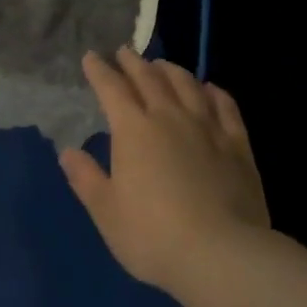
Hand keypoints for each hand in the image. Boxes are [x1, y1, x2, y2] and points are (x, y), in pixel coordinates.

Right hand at [60, 49, 268, 291]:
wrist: (221, 254)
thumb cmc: (152, 236)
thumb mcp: (107, 212)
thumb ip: (86, 178)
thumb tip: (68, 151)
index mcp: (133, 131)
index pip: (112, 90)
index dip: (100, 71)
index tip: (91, 57)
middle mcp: (170, 118)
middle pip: (150, 79)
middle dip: (133, 63)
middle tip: (124, 52)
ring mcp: (208, 128)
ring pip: (187, 86)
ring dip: (171, 70)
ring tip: (161, 65)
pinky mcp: (238, 144)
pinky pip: (225, 106)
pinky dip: (213, 91)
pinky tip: (209, 89)